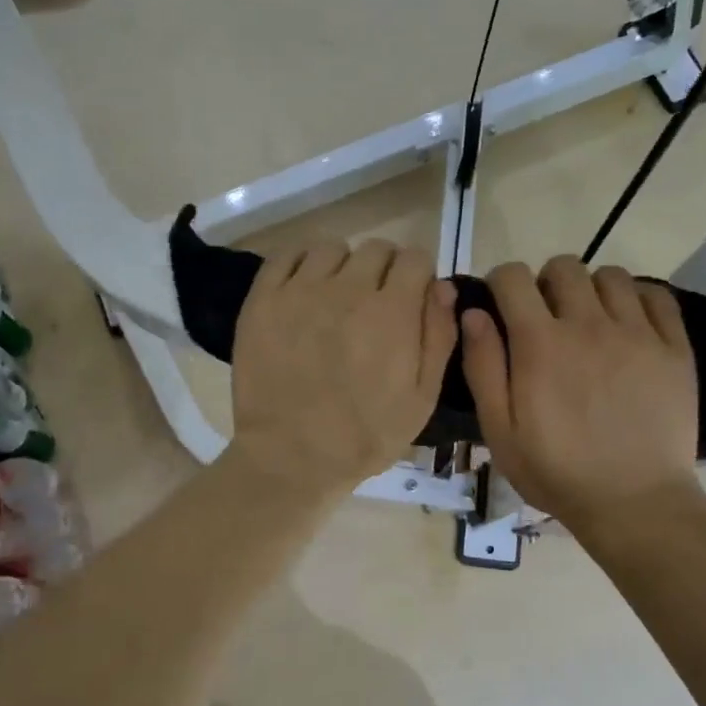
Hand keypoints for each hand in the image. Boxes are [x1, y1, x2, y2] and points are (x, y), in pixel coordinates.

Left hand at [229, 240, 457, 497]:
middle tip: (375, 303)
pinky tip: (305, 289)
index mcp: (392, 311)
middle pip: (377, 249)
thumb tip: (441, 287)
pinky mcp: (263, 299)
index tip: (410, 299)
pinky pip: (287, 255)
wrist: (291, 457)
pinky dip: (301, 263)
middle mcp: (348, 288)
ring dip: (343, 267)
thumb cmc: (365, 435)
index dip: (417, 277)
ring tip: (336, 298)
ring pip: (332, 249)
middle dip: (384, 271)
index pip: (415, 259)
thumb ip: (438, 337)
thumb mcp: (422, 399)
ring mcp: (301, 290)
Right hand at [460, 256, 701, 531]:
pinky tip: (629, 325)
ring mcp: (637, 333)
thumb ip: (483, 367)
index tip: (503, 305)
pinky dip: (638, 299)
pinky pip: (656, 295)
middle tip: (547, 318)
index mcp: (540, 343)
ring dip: (592, 290)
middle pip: (564, 267)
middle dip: (546, 283)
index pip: (513, 277)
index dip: (501, 283)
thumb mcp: (500, 431)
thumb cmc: (556, 472)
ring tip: (590, 322)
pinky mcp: (674, 348)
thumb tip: (473, 313)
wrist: (634, 502)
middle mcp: (588, 325)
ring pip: (611, 275)